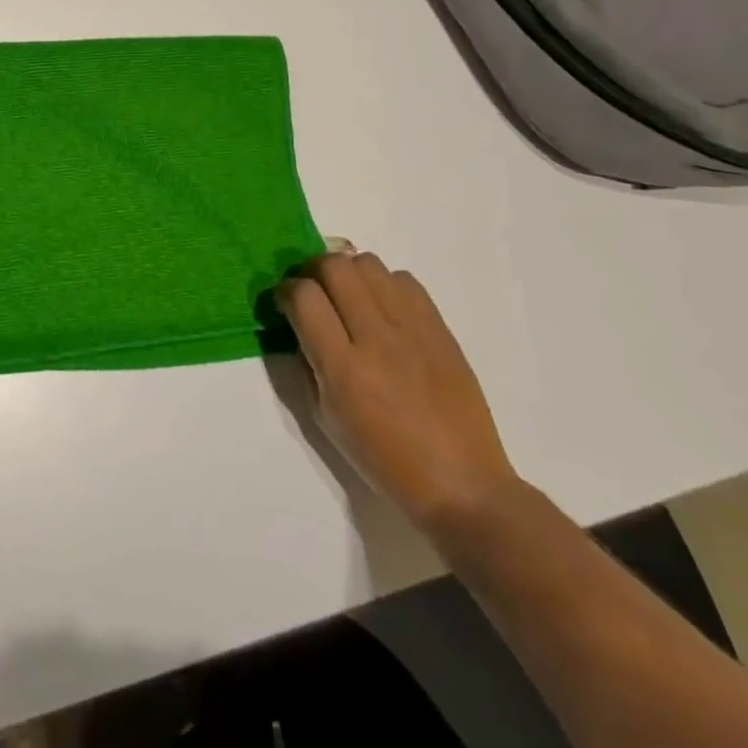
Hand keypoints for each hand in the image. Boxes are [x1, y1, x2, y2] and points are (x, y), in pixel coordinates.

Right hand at [276, 244, 517, 534]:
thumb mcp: (326, 417)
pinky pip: (405, 280)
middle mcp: (377, 338)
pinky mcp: (440, 329)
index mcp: (344, 368)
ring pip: (369, 263)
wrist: (462, 484)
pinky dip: (385, 285)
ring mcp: (413, 330)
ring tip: (349, 297)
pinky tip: (384, 310)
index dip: (286, 291)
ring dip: (349, 273)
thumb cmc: (384, 460)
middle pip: (335, 267)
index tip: (285, 303)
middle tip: (314, 291)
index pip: (304, 297)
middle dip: (313, 271)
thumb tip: (298, 324)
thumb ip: (308, 363)